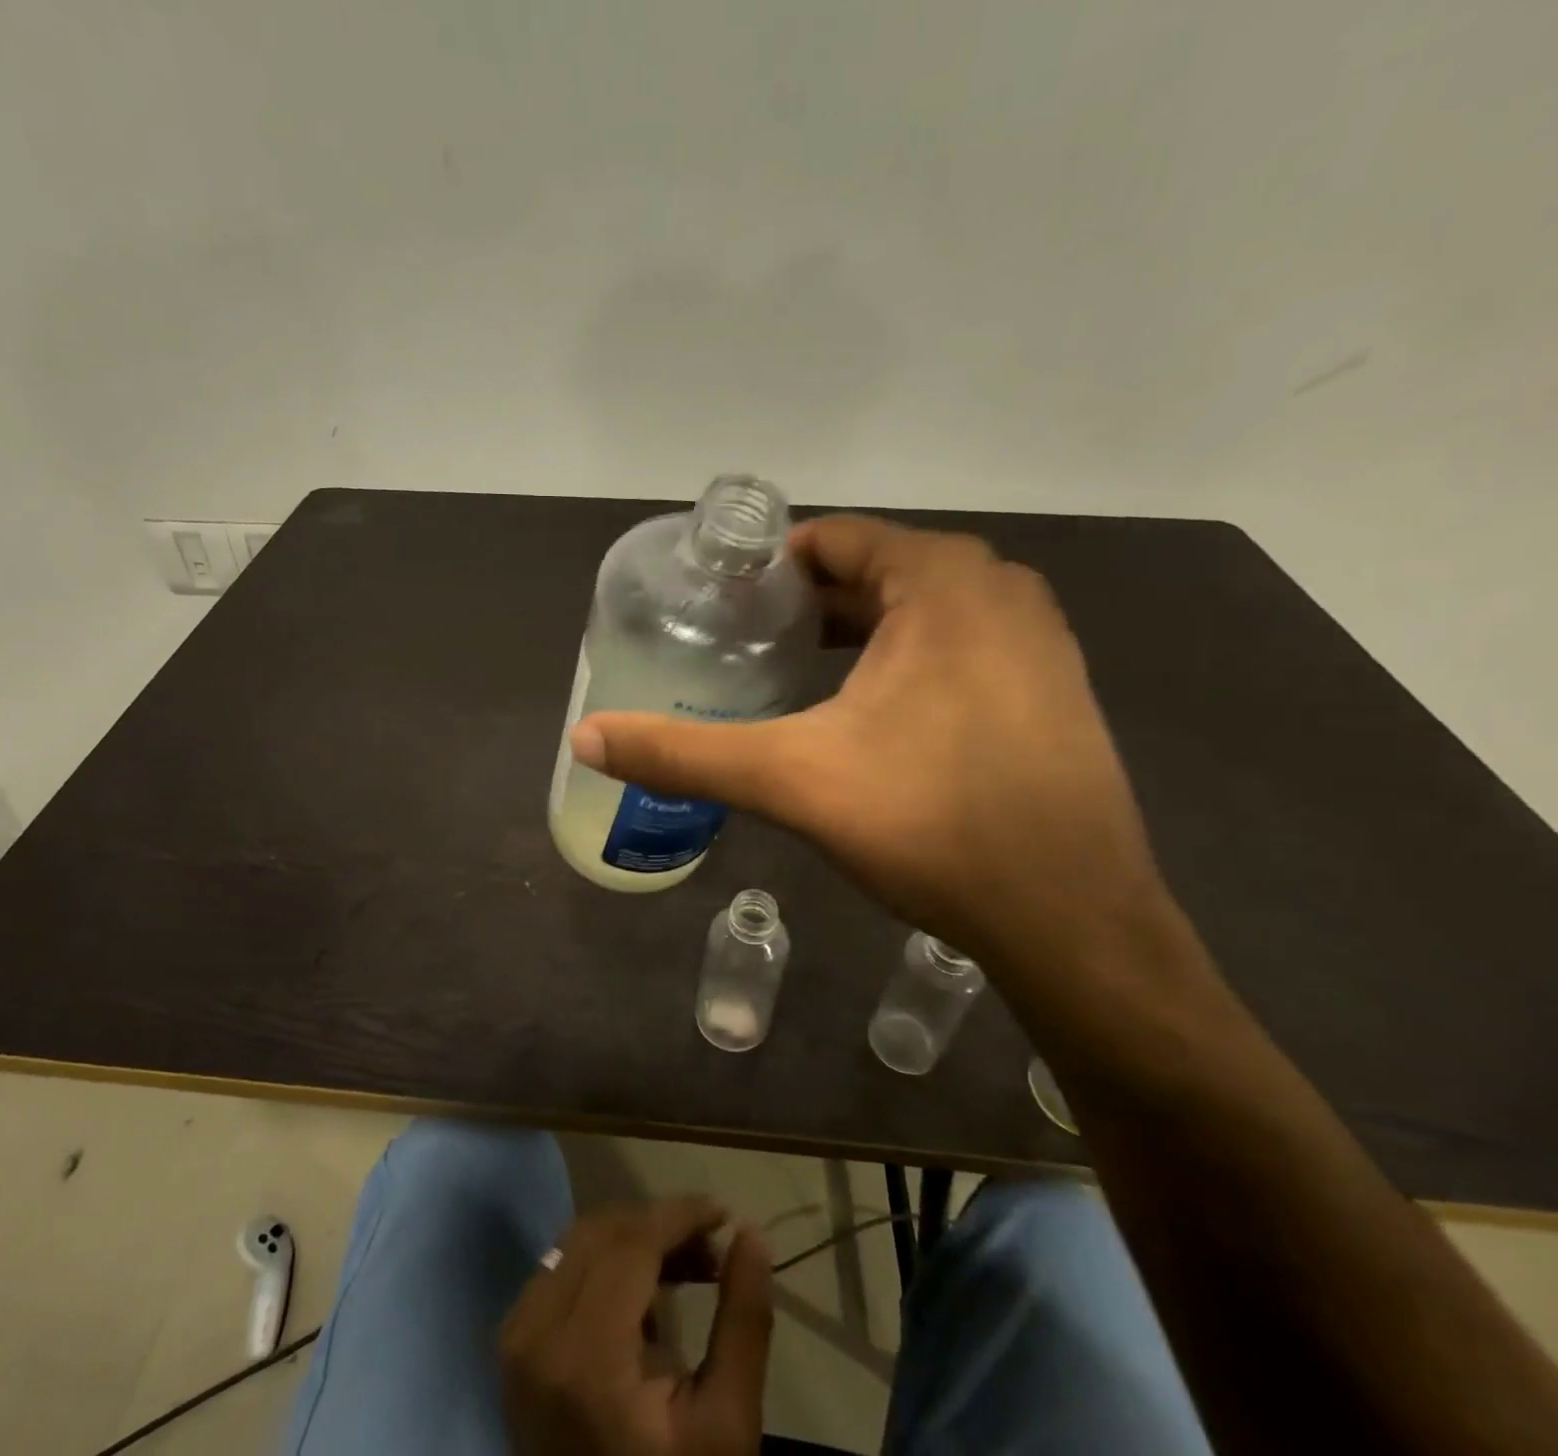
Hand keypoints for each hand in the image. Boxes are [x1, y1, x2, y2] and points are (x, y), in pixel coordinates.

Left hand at [499, 1199, 772, 1455]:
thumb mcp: (727, 1424)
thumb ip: (743, 1322)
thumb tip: (752, 1233)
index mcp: (586, 1358)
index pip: (632, 1243)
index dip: (680, 1216)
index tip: (724, 1213)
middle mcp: (536, 1333)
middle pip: (603, 1233)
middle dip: (660, 1227)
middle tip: (712, 1250)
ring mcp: (515, 1337)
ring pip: (579, 1242)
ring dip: (633, 1240)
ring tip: (687, 1270)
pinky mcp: (512, 1343)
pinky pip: (561, 1268)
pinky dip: (604, 1263)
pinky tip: (644, 1297)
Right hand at [568, 514, 1170, 987]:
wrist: (1070, 919)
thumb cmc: (930, 824)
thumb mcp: (791, 779)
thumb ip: (683, 753)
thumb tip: (585, 736)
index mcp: (943, 581)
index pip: (831, 541)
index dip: (764, 573)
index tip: (715, 611)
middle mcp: (999, 591)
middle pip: (871, 575)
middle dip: (802, 608)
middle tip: (738, 650)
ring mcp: (1036, 640)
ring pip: (915, 615)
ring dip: (850, 636)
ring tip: (786, 678)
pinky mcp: (1050, 689)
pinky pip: (954, 649)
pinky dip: (900, 664)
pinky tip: (862, 716)